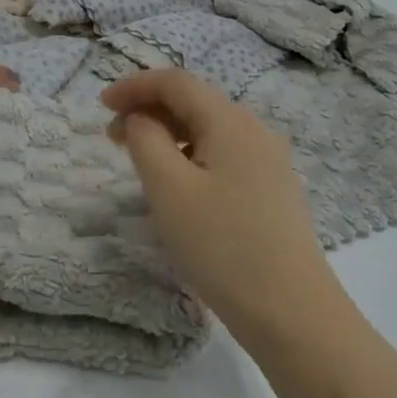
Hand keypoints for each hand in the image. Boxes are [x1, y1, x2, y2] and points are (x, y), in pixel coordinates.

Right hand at [103, 68, 341, 346]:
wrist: (295, 316)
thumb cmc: (223, 247)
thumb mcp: (169, 189)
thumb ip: (146, 140)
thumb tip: (141, 119)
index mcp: (230, 120)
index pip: (176, 82)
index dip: (134, 86)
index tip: (101, 105)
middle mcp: (254, 130)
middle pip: (194, 102)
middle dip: (149, 110)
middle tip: (113, 138)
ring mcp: (269, 161)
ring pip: (209, 129)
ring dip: (169, 134)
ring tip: (141, 163)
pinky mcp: (273, 190)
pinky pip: (223, 154)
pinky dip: (191, 155)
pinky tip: (179, 186)